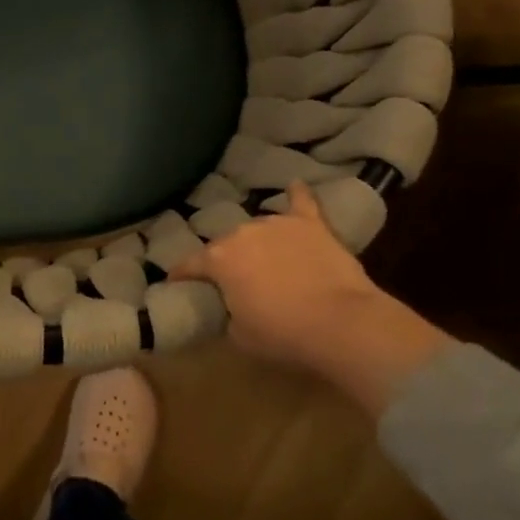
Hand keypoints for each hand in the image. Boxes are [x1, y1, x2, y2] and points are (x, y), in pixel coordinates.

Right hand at [171, 180, 454, 416]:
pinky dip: (297, 195)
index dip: (181, 275)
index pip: (189, 265)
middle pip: (225, 245)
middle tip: (235, 282)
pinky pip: (301, 203)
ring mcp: (277, 224)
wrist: (343, 324)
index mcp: (218, 260)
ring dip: (258, 243)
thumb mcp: (240, 335)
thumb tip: (232, 305)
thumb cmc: (284, 335)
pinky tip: (295, 184)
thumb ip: (228, 312)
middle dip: (225, 261)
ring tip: (267, 260)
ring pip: (258, 229)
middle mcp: (241, 233)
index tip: (176, 283)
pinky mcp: (311, 225)